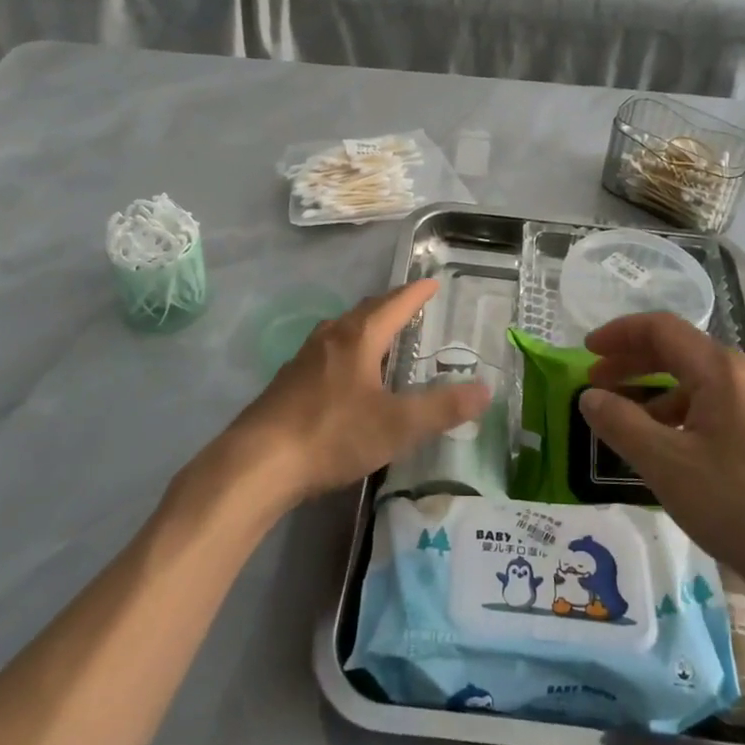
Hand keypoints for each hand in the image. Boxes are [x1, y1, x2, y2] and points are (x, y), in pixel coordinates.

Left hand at [225, 280, 490, 507]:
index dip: (417, 293)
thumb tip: (485, 390)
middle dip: (391, 304)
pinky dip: (346, 348)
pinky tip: (345, 372)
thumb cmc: (333, 434)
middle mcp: (331, 337)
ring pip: (342, 328)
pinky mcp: (288, 381)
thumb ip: (442, 408)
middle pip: (366, 310)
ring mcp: (305, 357)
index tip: (433, 282)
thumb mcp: (397, 425)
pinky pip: (326, 350)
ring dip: (366, 324)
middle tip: (412, 305)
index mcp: (359, 338)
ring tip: (381, 333)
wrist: (259, 462)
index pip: (395, 304)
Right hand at [578, 313, 744, 605]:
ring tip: (625, 420)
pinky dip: (680, 413)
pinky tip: (668, 446)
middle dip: (632, 361)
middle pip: (678, 350)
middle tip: (595, 382)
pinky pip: (714, 406)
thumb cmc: (739, 506)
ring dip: (654, 391)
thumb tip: (590, 397)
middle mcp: (742, 375)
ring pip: (696, 381)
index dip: (619, 333)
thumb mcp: (667, 465)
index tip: (586, 352)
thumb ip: (621, 424)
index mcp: (719, 370)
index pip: (660, 328)